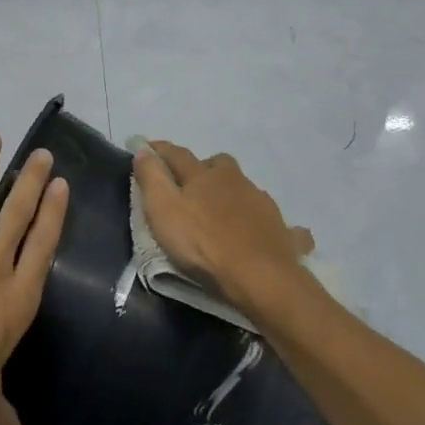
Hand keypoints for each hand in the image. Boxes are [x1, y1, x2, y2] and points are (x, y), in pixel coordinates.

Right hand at [133, 140, 312, 316]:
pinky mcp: (281, 229)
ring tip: (221, 211)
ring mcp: (262, 204)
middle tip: (191, 185)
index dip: (159, 150)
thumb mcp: (163, 211)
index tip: (146, 147)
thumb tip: (143, 151)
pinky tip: (263, 232)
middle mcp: (235, 181)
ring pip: (245, 188)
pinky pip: (273, 220)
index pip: (177, 154)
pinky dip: (264, 222)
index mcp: (204, 175)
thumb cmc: (203, 244)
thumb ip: (151, 179)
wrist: (260, 277)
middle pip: (219, 164)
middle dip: (204, 168)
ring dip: (232, 193)